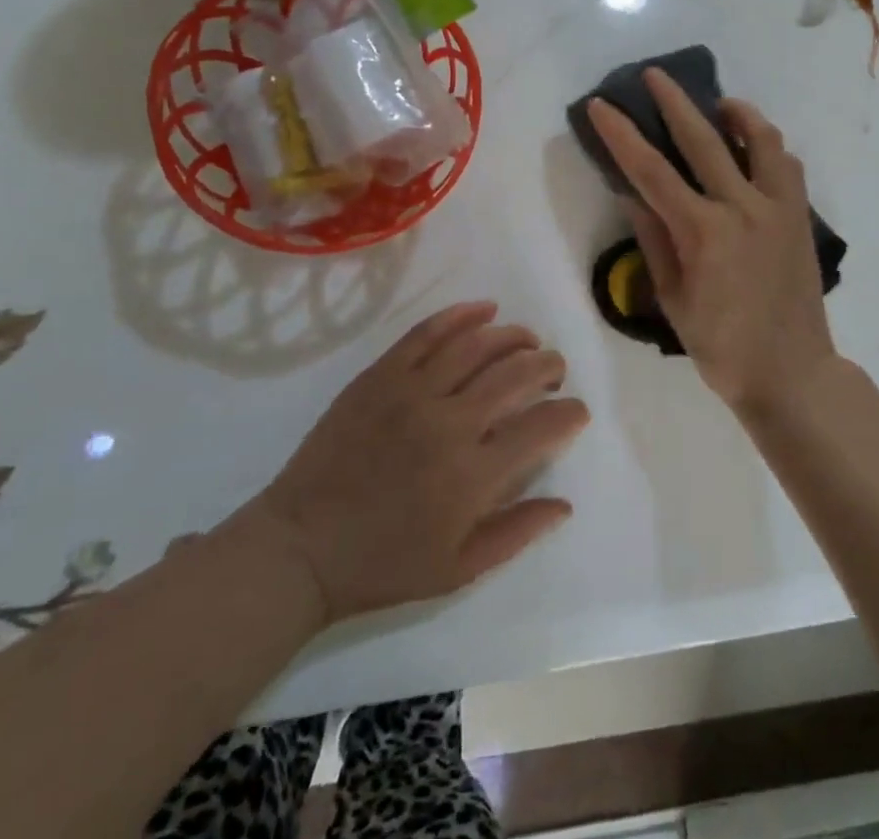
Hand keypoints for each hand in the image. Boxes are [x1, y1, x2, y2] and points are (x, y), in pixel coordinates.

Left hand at [246, 302, 588, 622]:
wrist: (301, 547)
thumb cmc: (383, 564)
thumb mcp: (458, 569)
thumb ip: (517, 532)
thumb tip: (565, 504)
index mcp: (473, 474)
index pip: (541, 427)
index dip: (569, 413)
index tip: (577, 411)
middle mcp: (449, 422)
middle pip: (516, 375)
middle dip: (547, 366)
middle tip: (555, 369)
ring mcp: (412, 392)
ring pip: (477, 345)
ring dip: (513, 336)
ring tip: (528, 340)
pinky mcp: (381, 375)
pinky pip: (427, 332)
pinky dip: (461, 315)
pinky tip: (485, 310)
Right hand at [587, 71, 836, 414]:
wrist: (792, 373)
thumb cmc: (721, 347)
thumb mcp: (673, 298)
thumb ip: (653, 239)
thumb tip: (632, 193)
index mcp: (703, 232)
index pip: (651, 171)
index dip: (622, 135)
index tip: (601, 105)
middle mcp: (742, 208)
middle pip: (703, 139)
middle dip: (674, 102)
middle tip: (654, 75)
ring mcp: (778, 208)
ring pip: (760, 139)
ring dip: (736, 112)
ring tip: (718, 103)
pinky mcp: (801, 216)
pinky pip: (787, 165)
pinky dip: (768, 146)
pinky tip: (754, 147)